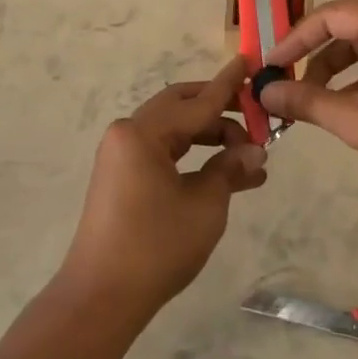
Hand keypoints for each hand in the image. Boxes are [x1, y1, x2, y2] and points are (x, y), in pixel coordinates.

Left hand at [57, 55, 267, 319]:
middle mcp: (128, 134)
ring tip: (250, 156)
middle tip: (256, 117)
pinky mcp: (122, 177)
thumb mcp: (204, 205)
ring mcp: (122, 156)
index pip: (197, 102)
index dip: (228, 85)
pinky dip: (193, 157)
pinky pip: (164, 153)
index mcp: (143, 133)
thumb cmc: (156, 246)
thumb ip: (230, 170)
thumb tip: (256, 153)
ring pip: (175, 132)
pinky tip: (226, 173)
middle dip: (221, 111)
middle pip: (182, 108)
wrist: (101, 298)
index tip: (249, 61)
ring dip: (210, 138)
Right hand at [258, 0, 357, 186]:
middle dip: (314, 52)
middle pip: (347, 24)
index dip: (295, 38)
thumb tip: (266, 93)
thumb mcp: (357, 120)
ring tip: (313, 98)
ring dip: (336, 66)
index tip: (270, 65)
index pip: (330, 15)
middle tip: (287, 80)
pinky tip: (347, 105)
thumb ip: (308, 103)